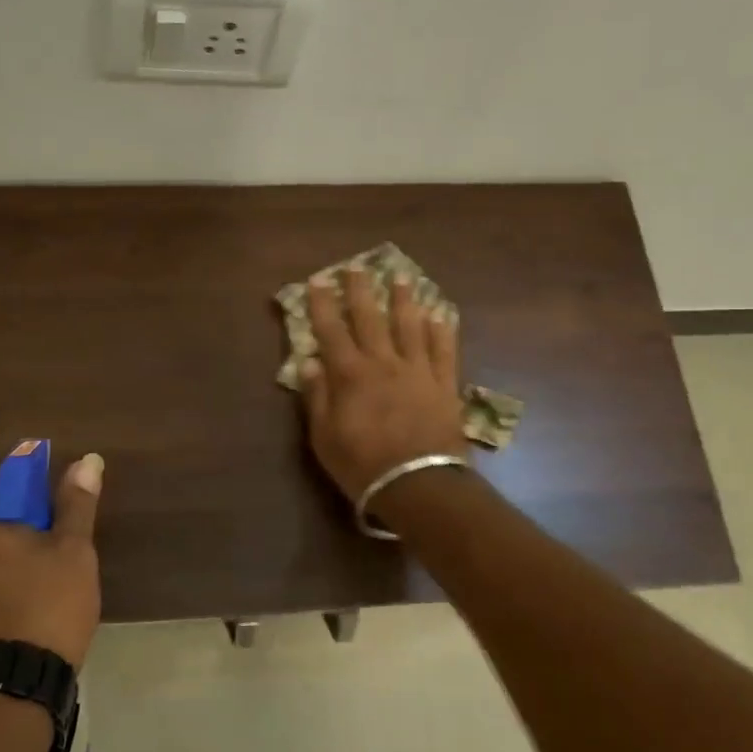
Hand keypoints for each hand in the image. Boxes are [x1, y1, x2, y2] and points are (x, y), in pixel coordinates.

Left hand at [0, 454, 104, 670]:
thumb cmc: (40, 607)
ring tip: (38, 601)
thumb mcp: (71, 551)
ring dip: (0, 573)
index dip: (36, 505)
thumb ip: (76, 503)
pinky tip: (14, 624)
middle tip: (54, 566)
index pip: (2, 490)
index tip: (58, 530)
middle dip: (17, 541)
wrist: (1, 697)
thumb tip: (89, 459)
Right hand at [299, 269, 465, 503]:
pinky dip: (442, 331)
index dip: (323, 304)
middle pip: (370, 318)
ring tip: (402, 278)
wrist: (418, 484)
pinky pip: (444, 350)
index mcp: (350, 374)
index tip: (318, 280)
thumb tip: (308, 361)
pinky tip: (441, 315)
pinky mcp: (444, 384)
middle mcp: (383, 363)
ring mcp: (417, 371)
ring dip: (404, 300)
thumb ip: (316, 396)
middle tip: (356, 267)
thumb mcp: (324, 436)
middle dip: (360, 291)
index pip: (331, 330)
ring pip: (410, 326)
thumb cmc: (362, 464)